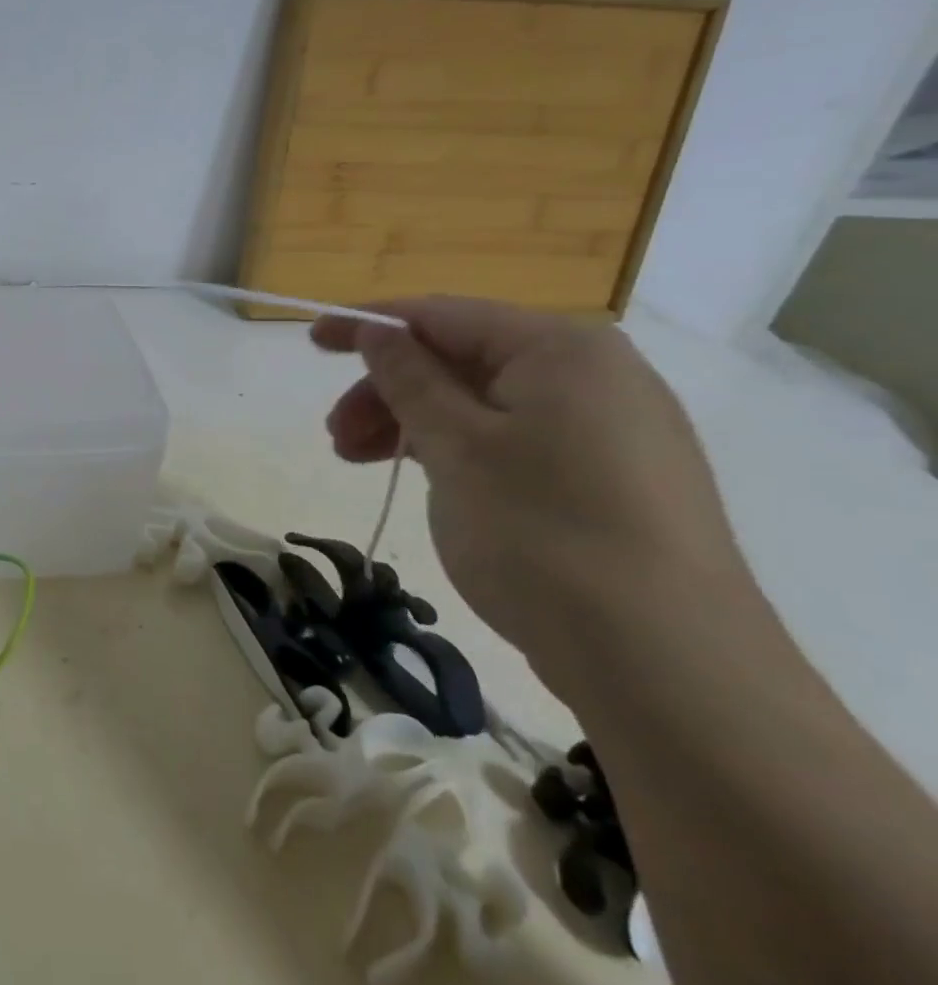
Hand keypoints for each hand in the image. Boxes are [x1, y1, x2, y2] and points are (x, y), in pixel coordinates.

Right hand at [310, 297, 741, 688]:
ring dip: (414, 425)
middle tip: (337, 437)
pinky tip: (430, 483)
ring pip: (484, 404)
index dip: (369, 324)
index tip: (312, 342)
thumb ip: (408, 377)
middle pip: (462, 360)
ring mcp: (612, 431)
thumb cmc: (543, 534)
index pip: (443, 314)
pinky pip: (515, 441)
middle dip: (389, 391)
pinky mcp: (614, 481)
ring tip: (362, 464)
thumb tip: (378, 331)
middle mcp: (595, 375)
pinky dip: (459, 451)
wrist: (671, 669)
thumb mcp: (455, 446)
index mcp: (561, 350)